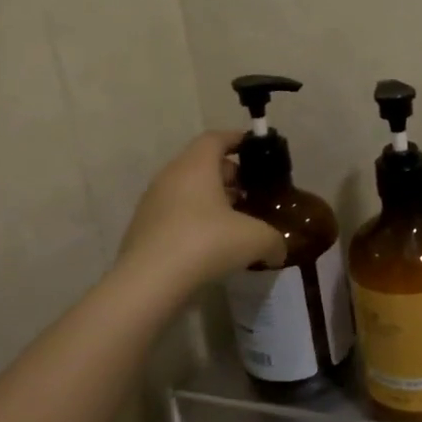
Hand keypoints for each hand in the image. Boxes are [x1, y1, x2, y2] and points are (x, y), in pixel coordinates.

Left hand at [117, 132, 285, 286]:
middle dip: (230, 175)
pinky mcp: (143, 229)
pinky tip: (212, 243)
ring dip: (212, 199)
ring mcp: (153, 203)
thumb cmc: (205, 243)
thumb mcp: (255, 239)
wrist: (148, 283)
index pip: (216, 138)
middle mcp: (171, 176)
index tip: (256, 148)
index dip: (237, 140)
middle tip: (252, 192)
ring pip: (188, 190)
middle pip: (202, 164)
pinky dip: (195, 219)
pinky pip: (176, 213)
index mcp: (196, 166)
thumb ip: (274, 240)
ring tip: (236, 221)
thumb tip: (278, 250)